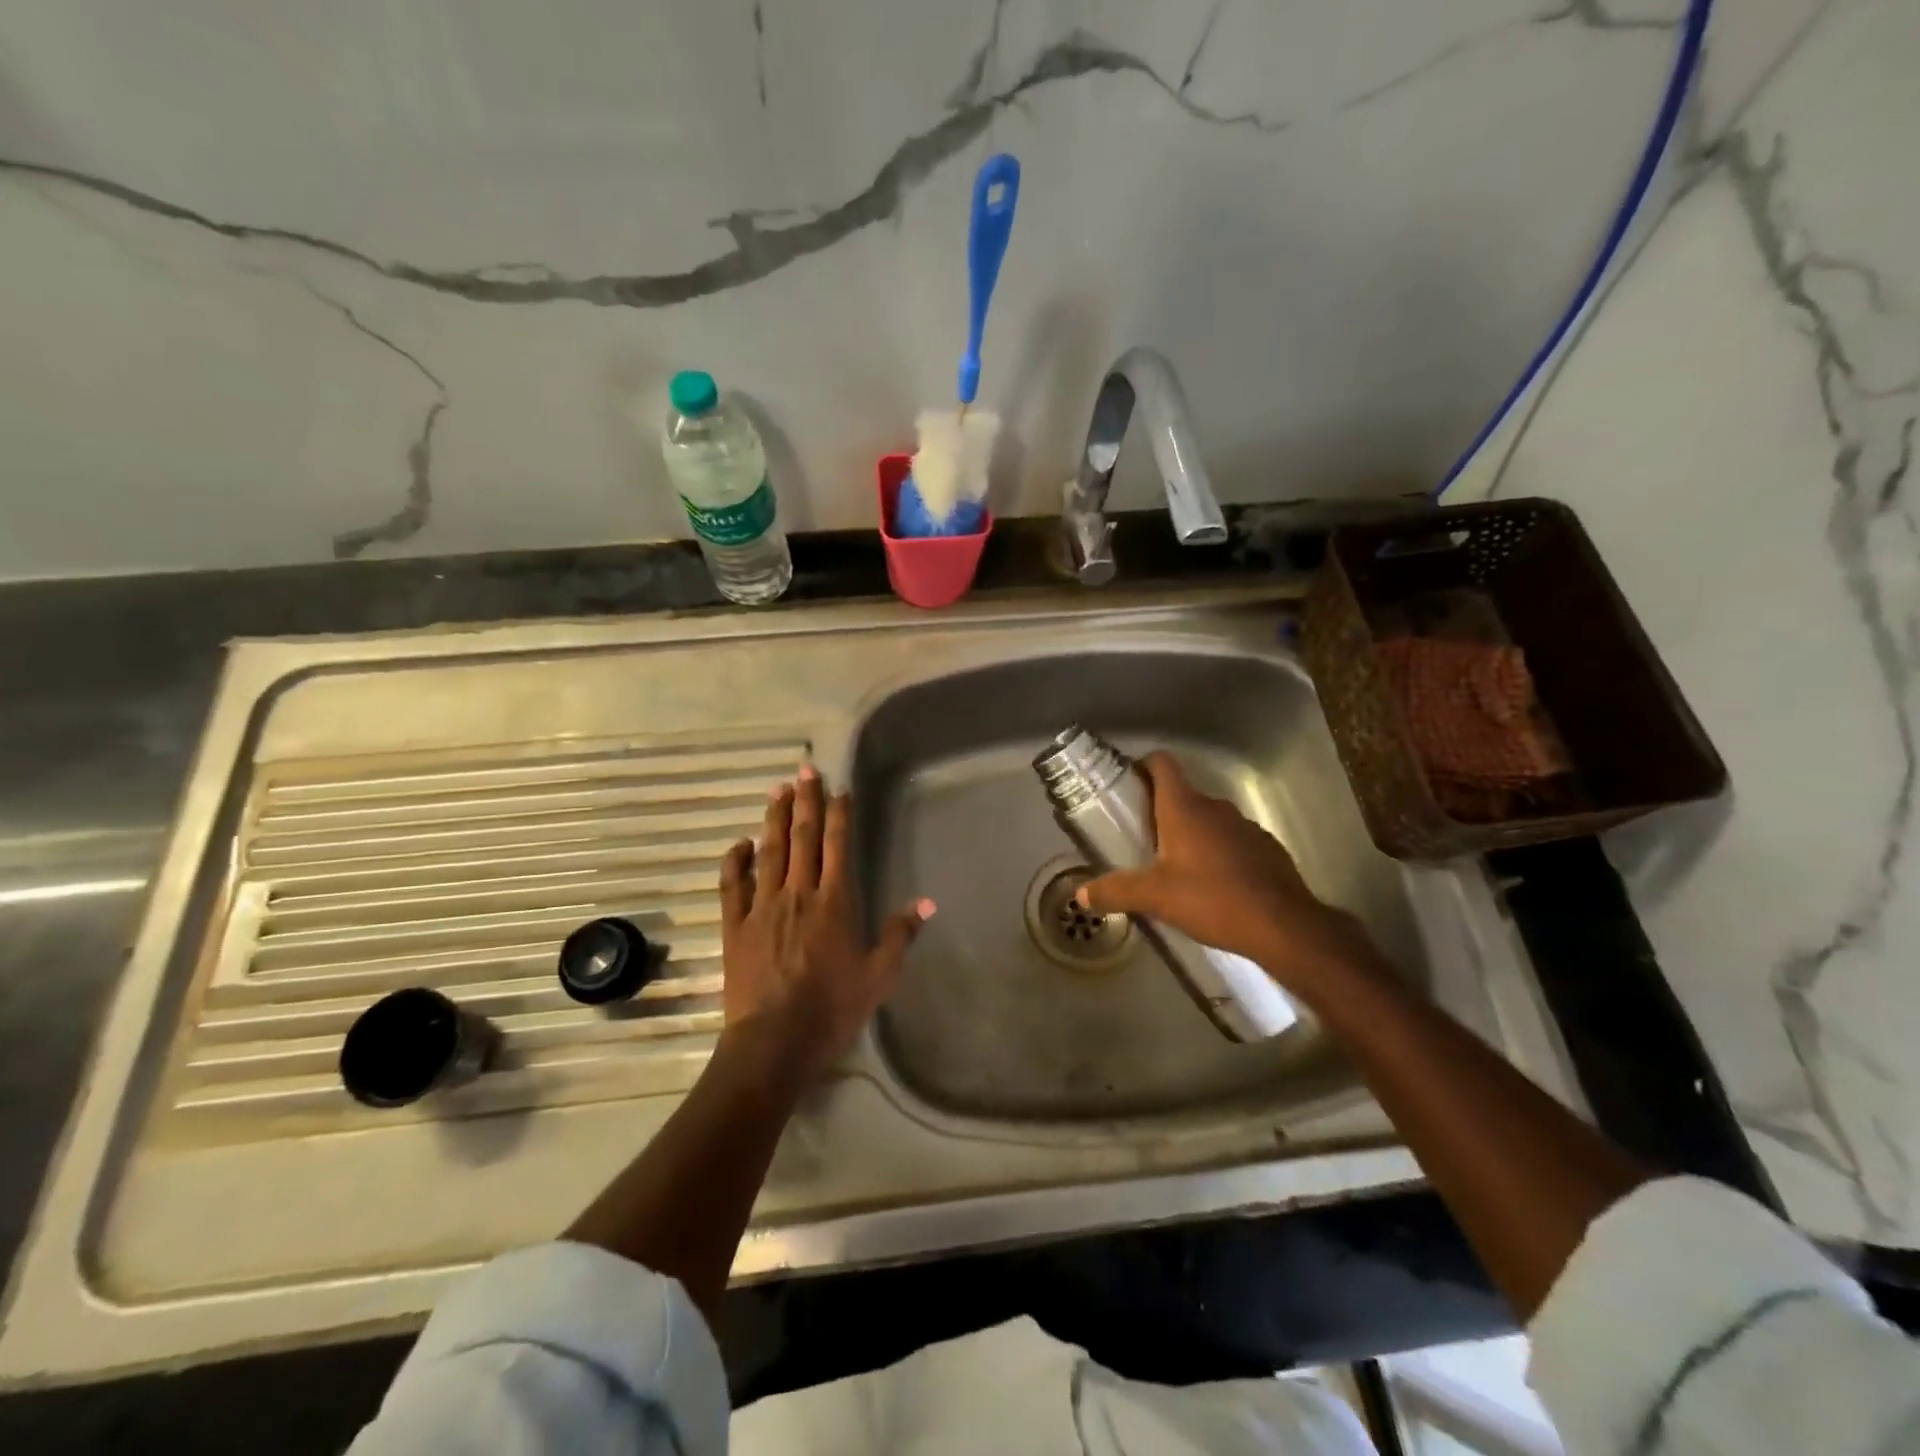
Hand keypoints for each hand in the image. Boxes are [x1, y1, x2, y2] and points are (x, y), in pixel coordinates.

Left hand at [718, 765, 931, 1085]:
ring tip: (777, 790)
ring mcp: (762, 907)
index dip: (840, 814)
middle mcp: (798, 894)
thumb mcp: (879, 976)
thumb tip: (926, 902)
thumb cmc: (832, 1009)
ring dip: (774, 819)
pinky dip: (735, 860)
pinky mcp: (735, 926)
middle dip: (806, 801)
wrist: (774, 1042)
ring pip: (769, 852)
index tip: (839, 788)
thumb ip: (898, 935)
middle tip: (805, 770)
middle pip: (803, 838)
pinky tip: (740, 842)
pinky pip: (732, 885)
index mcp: (834, 902)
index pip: (838, 846)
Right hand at [1076, 751, 1379, 987]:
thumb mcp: (1154, 897)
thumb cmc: (1212, 899)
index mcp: (1185, 808)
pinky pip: (1232, 843)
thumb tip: (1080, 894)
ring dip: (1190, 836)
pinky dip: (1218, 855)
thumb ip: (1115, 891)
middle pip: (1182, 795)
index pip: (1162, 764)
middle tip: (1140, 842)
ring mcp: (1245, 827)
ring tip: (1174, 869)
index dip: (1142, 766)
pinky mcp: (1266, 849)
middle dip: (1160, 813)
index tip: (1127, 786)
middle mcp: (1215, 808)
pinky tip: (1212, 887)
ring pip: (1208, 821)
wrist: (1283, 927)